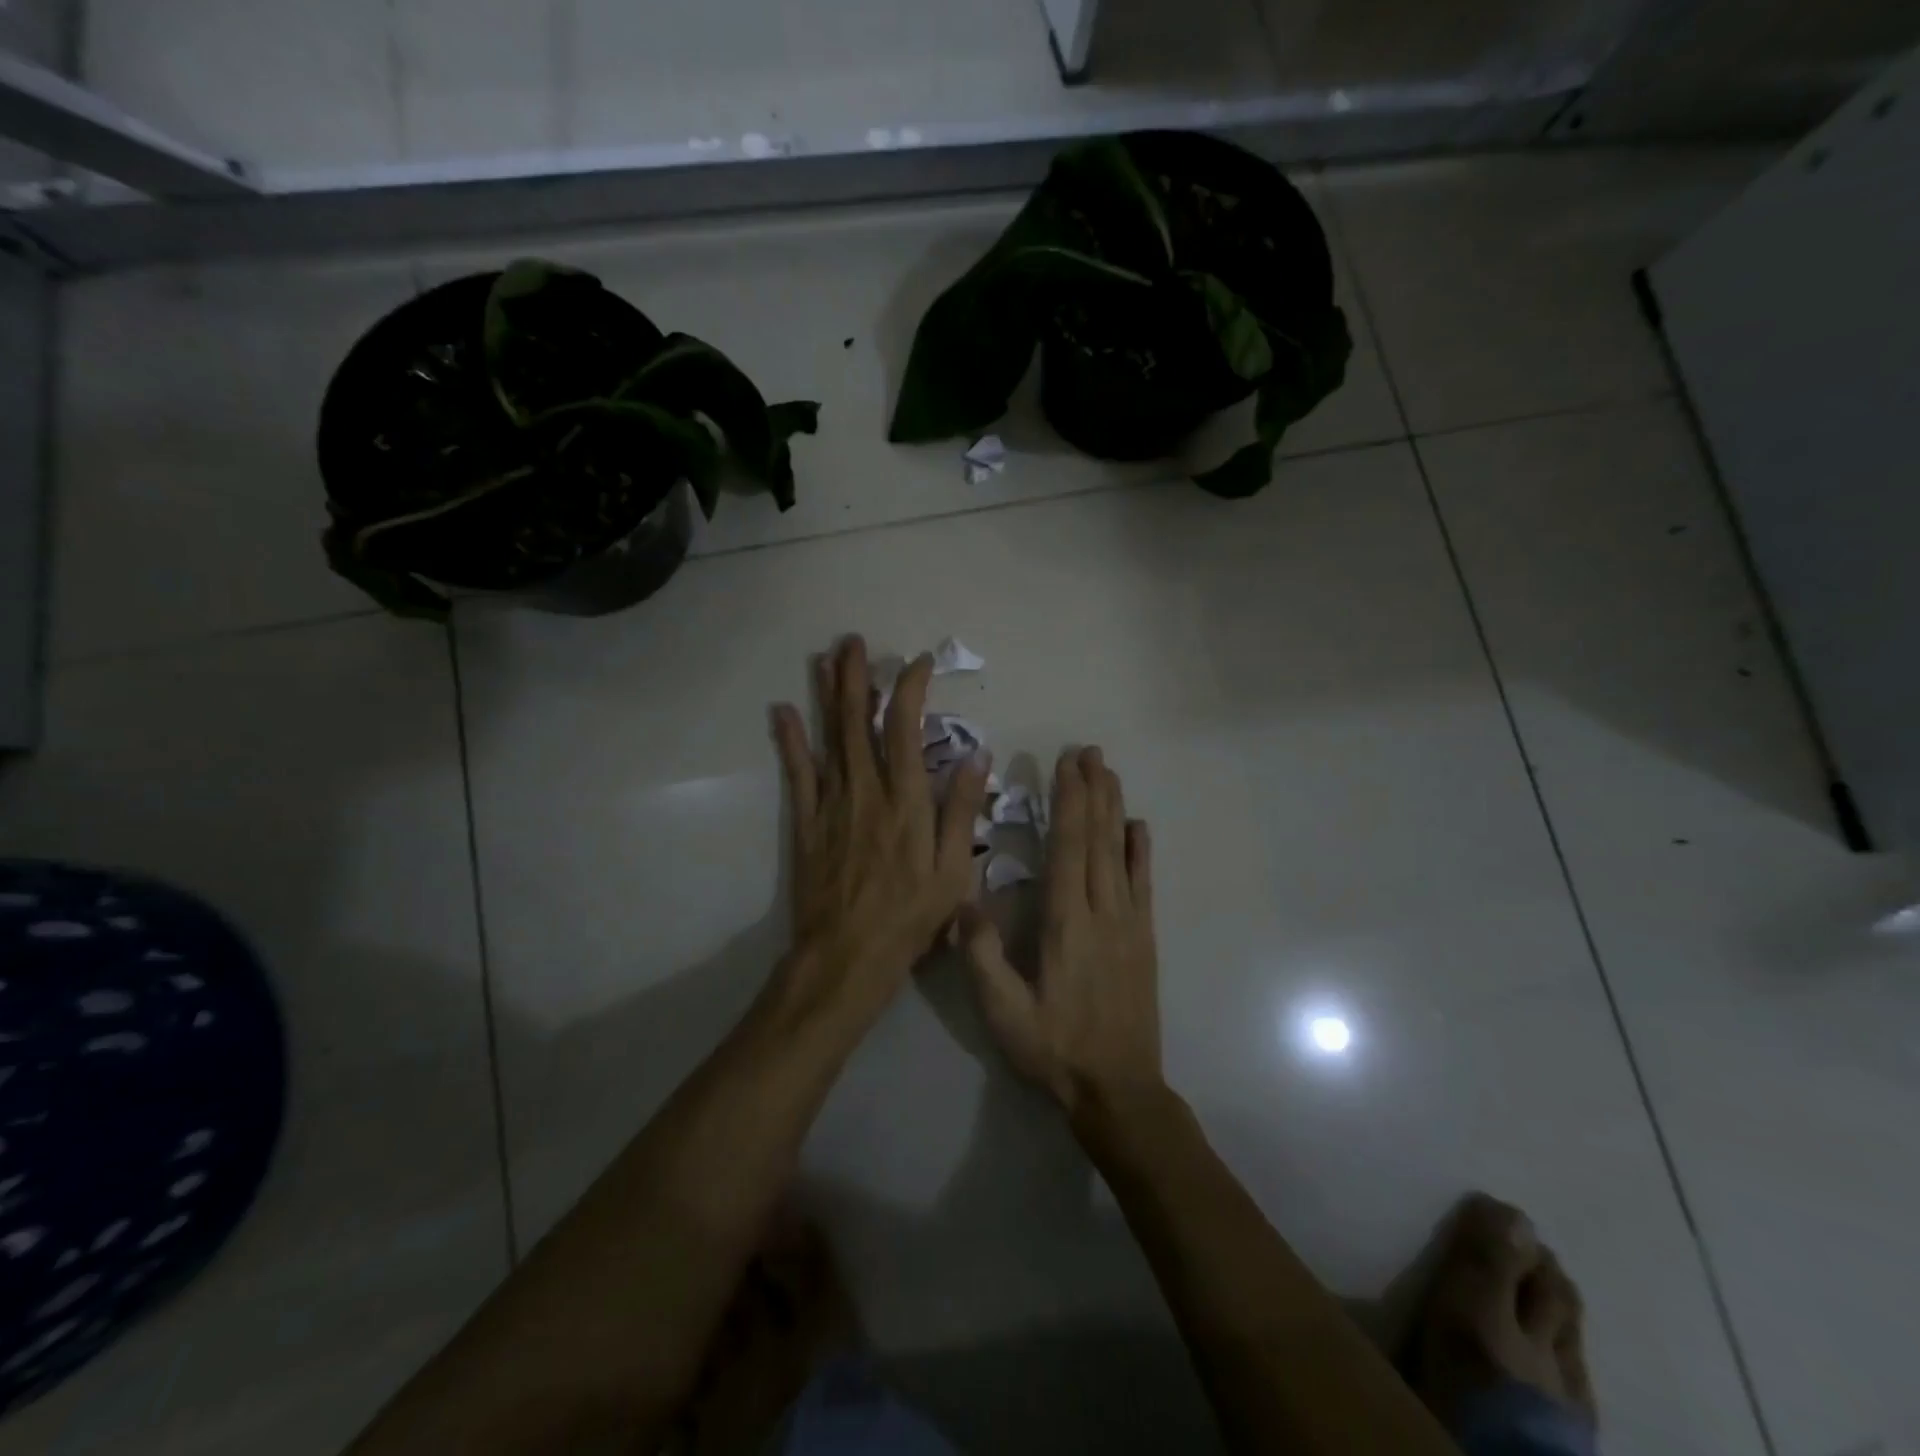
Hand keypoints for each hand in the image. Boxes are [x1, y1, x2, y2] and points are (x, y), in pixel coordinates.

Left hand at [771, 636, 991, 1019]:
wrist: (848, 955)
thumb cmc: (910, 916)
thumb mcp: (953, 870)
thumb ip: (961, 810)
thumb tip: (976, 755)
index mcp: (905, 800)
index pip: (905, 728)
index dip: (910, 689)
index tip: (917, 663)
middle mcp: (866, 791)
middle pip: (858, 722)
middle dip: (856, 677)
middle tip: (853, 641)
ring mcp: (831, 804)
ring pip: (828, 738)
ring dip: (826, 695)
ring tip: (824, 657)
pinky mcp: (806, 823)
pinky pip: (797, 774)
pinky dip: (790, 741)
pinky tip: (782, 712)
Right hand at [961, 746, 1161, 1114]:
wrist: (1119, 1089)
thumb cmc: (1055, 1049)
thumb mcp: (1004, 1012)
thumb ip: (982, 956)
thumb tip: (962, 900)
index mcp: (1067, 923)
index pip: (1069, 848)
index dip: (1068, 802)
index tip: (1066, 765)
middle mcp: (1103, 912)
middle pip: (1099, 839)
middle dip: (1093, 791)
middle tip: (1089, 752)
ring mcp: (1130, 924)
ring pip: (1122, 853)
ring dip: (1115, 809)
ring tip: (1110, 773)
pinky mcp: (1144, 939)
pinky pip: (1144, 884)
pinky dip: (1141, 851)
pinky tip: (1139, 827)